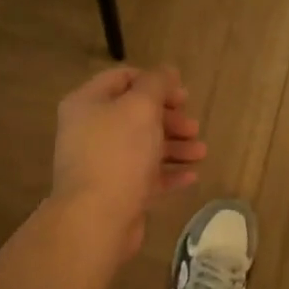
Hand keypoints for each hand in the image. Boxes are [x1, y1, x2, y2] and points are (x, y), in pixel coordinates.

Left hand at [51, 65, 205, 258]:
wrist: (96, 218)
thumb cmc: (118, 153)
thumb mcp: (141, 108)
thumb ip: (156, 84)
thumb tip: (166, 70)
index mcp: (87, 103)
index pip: (122, 79)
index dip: (154, 82)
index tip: (183, 94)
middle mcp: (89, 131)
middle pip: (135, 115)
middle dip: (169, 119)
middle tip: (194, 127)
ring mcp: (101, 163)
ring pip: (142, 147)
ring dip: (174, 146)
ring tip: (201, 153)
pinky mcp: (114, 192)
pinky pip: (144, 176)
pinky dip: (167, 173)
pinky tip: (192, 176)